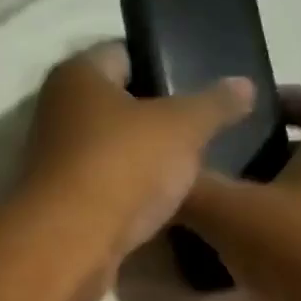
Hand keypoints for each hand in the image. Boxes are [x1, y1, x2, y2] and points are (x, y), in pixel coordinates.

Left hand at [17, 42, 252, 300]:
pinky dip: (129, 193)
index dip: (164, 62)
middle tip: (203, 128)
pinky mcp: (61, 205)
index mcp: (77, 75)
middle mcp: (57, 112)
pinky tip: (162, 204)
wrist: (70, 247)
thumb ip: (215, 104)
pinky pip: (105, 188)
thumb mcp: (183, 127)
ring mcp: (55, 162)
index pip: (124, 53)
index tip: (201, 83)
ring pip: (111, 150)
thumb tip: (245, 85)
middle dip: (157, 116)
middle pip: (117, 104)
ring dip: (143, 159)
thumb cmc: (122, 167)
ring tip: (191, 168)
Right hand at [181, 87, 300, 300]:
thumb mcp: (232, 213)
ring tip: (216, 212)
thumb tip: (153, 175)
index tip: (237, 113)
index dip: (279, 98)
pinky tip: (238, 259)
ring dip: (267, 201)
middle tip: (213, 165)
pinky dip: (276, 241)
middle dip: (261, 155)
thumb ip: (190, 189)